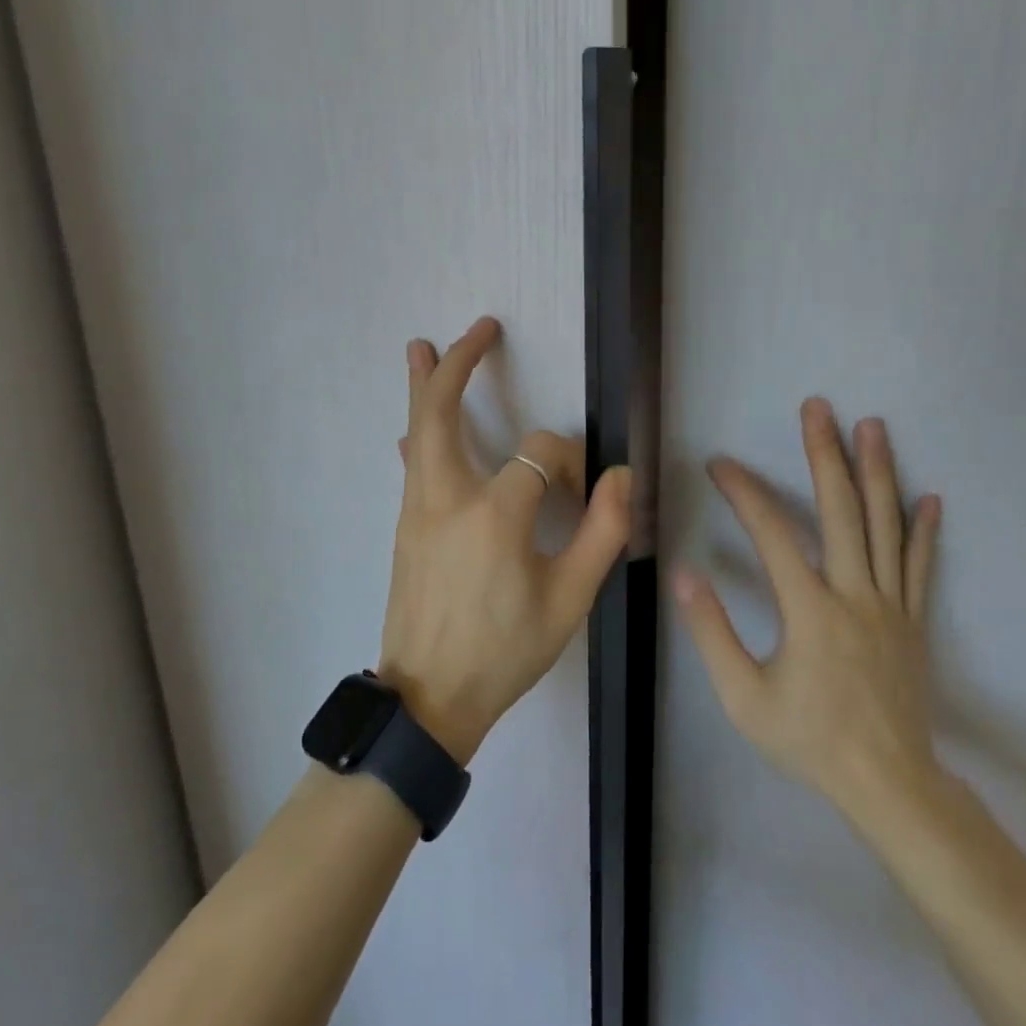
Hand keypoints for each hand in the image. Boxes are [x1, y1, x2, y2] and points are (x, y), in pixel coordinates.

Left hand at [378, 317, 632, 764]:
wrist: (429, 697)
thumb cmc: (505, 651)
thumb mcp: (570, 600)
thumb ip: (602, 532)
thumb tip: (620, 476)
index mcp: (494, 514)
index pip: (540, 453)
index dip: (568, 462)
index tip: (581, 493)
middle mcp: (446, 497)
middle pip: (442, 411)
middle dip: (461, 364)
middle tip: (479, 328)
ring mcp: (417, 509)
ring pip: (417, 431)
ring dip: (423, 386)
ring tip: (419, 346)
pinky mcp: (405, 525)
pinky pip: (412, 465)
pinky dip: (417, 433)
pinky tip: (411, 425)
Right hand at [675, 397, 944, 829]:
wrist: (889, 785)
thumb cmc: (808, 740)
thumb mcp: (743, 697)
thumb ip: (712, 632)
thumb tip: (685, 574)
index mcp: (810, 610)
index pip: (772, 534)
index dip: (744, 493)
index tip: (720, 464)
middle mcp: (854, 595)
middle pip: (841, 512)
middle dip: (826, 455)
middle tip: (819, 408)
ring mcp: (891, 606)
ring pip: (886, 527)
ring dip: (878, 473)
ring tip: (873, 427)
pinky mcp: (913, 621)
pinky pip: (920, 567)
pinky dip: (924, 531)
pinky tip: (929, 498)